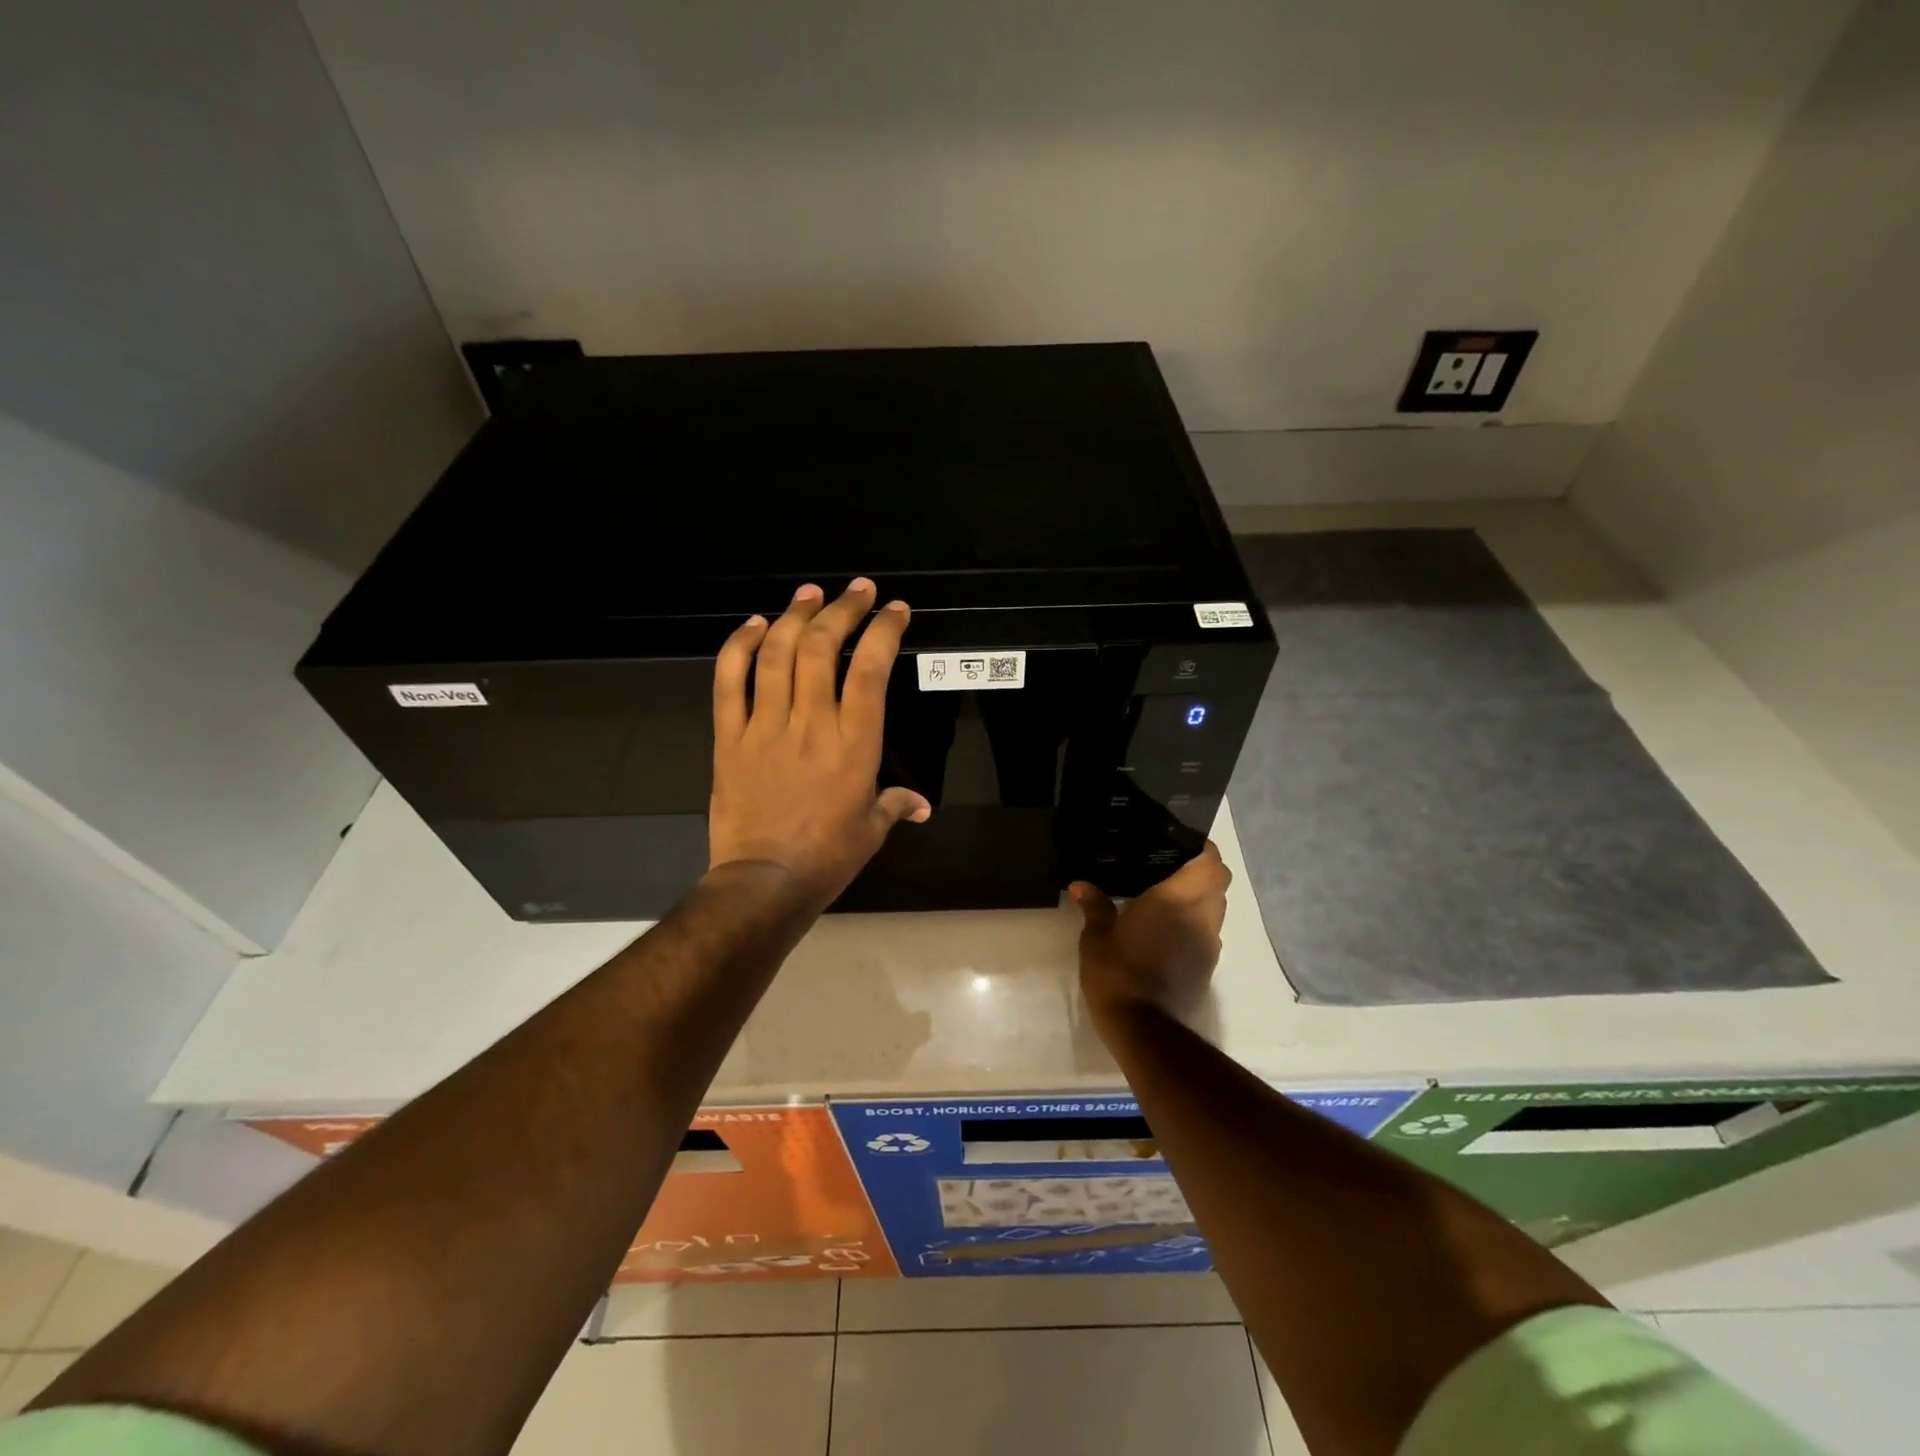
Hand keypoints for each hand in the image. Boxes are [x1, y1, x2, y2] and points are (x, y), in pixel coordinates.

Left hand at [709, 578, 930, 907]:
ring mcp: (765, 725)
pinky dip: (739, 646)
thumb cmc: (827, 857)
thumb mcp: (872, 830)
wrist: (764, 882)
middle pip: (821, 647)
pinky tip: (753, 625)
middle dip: (842, 609)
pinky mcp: (730, 736)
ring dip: (794, 615)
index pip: (871, 669)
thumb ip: (896, 805)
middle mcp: (810, 722)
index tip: (893, 611)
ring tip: (809, 593)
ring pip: (777, 654)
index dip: (883, 631)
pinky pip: (729, 681)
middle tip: (856, 590)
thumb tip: (920, 805)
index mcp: (854, 743)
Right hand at [1070, 843, 1230, 1025]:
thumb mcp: (1096, 936)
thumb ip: (1094, 907)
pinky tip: (1169, 931)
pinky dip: (1197, 924)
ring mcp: (1209, 944)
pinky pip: (1210, 932)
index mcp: (1176, 900)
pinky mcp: (1208, 966)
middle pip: (1219, 882)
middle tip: (1173, 868)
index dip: (1203, 850)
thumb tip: (1081, 885)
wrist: (1142, 1026)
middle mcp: (1201, 917)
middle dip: (1203, 872)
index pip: (1210, 864)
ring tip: (1170, 898)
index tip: (1183, 845)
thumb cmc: (1117, 971)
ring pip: (1217, 909)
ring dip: (1202, 899)